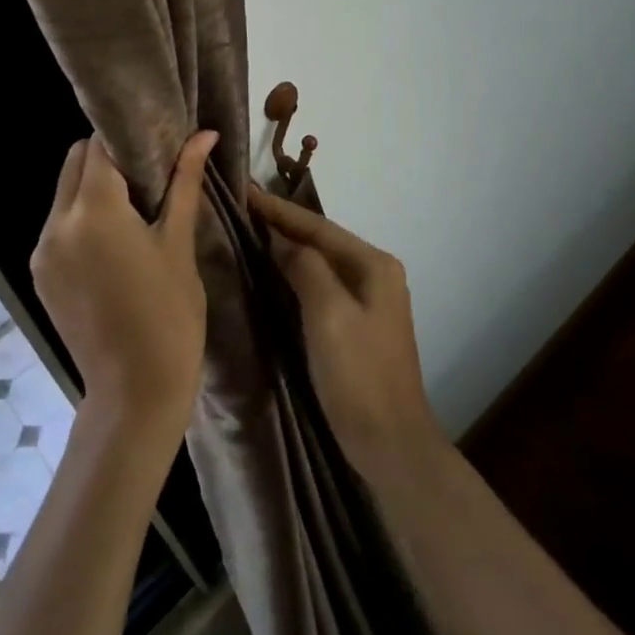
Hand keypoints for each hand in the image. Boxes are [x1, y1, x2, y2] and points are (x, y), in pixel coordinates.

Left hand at [31, 132, 216, 438]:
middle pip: (74, 163)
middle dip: (107, 157)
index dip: (127, 136)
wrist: (135, 391)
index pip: (99, 146)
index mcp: (93, 211)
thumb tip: (204, 134)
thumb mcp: (180, 242)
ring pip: (63, 192)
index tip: (155, 139)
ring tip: (134, 205)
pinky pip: (58, 225)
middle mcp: (57, 224)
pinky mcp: (40, 274)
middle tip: (147, 172)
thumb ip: (185, 181)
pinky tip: (114, 238)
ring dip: (93, 186)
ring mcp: (42, 251)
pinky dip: (81, 216)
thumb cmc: (170, 313)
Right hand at [248, 185, 445, 486]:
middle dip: (283, 224)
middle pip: (322, 240)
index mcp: (374, 265)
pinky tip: (274, 273)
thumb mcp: (328, 314)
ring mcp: (370, 300)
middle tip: (243, 207)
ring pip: (321, 262)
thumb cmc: (359, 375)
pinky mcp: (359, 324)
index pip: (318, 227)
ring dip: (289, 248)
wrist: (390, 443)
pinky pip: (322, 286)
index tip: (245, 190)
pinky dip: (297, 274)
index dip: (279, 209)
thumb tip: (282, 239)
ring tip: (251, 231)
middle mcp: (376, 274)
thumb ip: (306, 267)